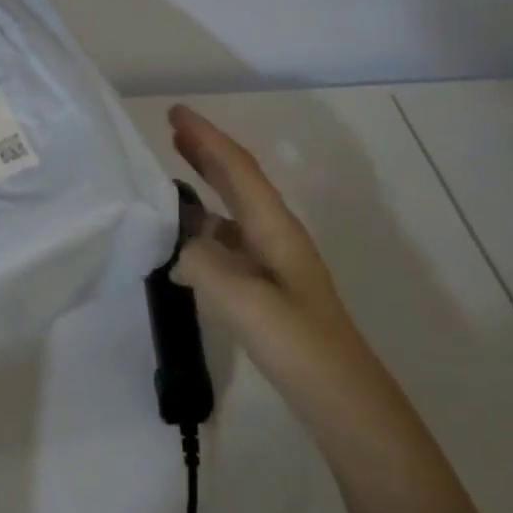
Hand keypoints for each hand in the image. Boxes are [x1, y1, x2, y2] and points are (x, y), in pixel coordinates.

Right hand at [166, 104, 377, 405]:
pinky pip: (226, 243)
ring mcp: (272, 263)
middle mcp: (275, 236)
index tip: (175, 112)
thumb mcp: (244, 301)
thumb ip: (203, 263)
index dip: (206, 138)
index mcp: (274, 228)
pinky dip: (201, 230)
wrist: (342, 400)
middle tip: (172, 131)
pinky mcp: (265, 289)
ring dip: (204, 187)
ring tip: (170, 176)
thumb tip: (180, 249)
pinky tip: (181, 247)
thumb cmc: (298, 345)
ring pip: (231, 211)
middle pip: (238, 181)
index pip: (236, 168)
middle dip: (206, 152)